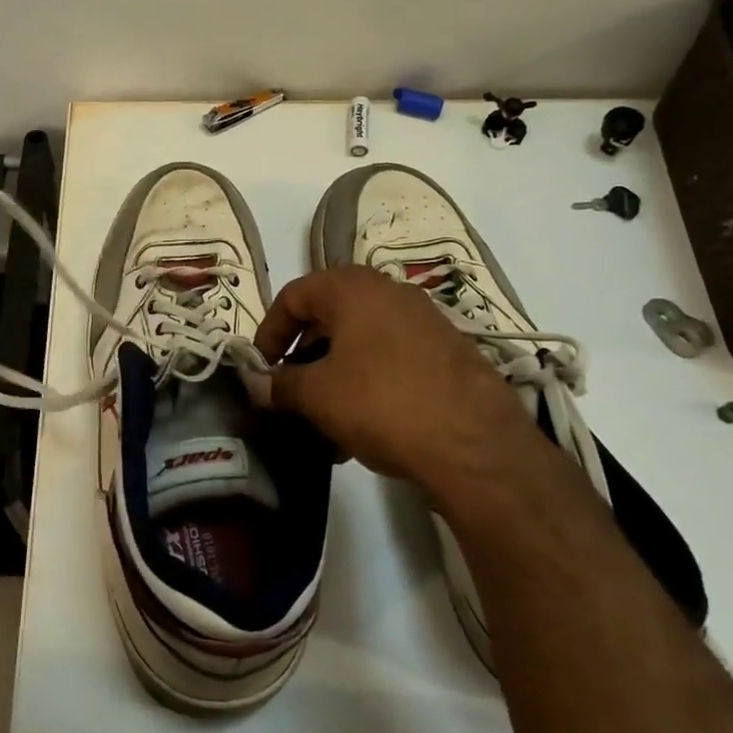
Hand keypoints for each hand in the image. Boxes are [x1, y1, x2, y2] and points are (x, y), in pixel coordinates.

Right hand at [254, 266, 549, 499]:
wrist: (475, 445)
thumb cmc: (381, 402)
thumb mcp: (317, 395)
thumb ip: (280, 384)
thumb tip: (257, 383)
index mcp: (352, 288)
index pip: (294, 295)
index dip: (269, 331)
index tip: (261, 368)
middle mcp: (389, 292)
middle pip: (329, 317)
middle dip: (303, 356)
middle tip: (290, 393)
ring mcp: (424, 321)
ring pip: (362, 342)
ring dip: (335, 375)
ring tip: (324, 421)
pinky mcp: (448, 353)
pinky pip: (392, 360)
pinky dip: (368, 384)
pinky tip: (363, 429)